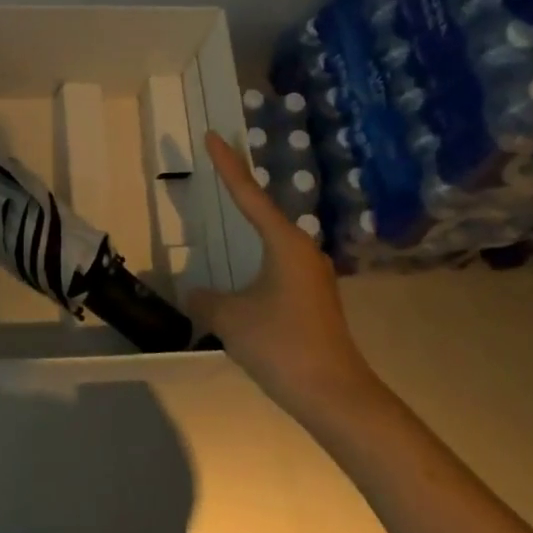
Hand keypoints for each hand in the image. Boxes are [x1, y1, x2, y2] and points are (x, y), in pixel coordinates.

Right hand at [185, 132, 384, 424]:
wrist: (336, 397)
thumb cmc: (283, 345)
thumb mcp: (231, 319)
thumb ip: (206, 300)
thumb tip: (196, 293)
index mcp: (285, 243)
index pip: (249, 194)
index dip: (228, 165)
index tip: (213, 136)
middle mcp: (304, 250)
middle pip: (265, 211)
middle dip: (241, 190)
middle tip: (218, 166)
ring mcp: (313, 276)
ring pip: (273, 241)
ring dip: (250, 228)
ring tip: (228, 215)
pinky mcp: (314, 299)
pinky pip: (278, 264)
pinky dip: (257, 257)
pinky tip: (244, 271)